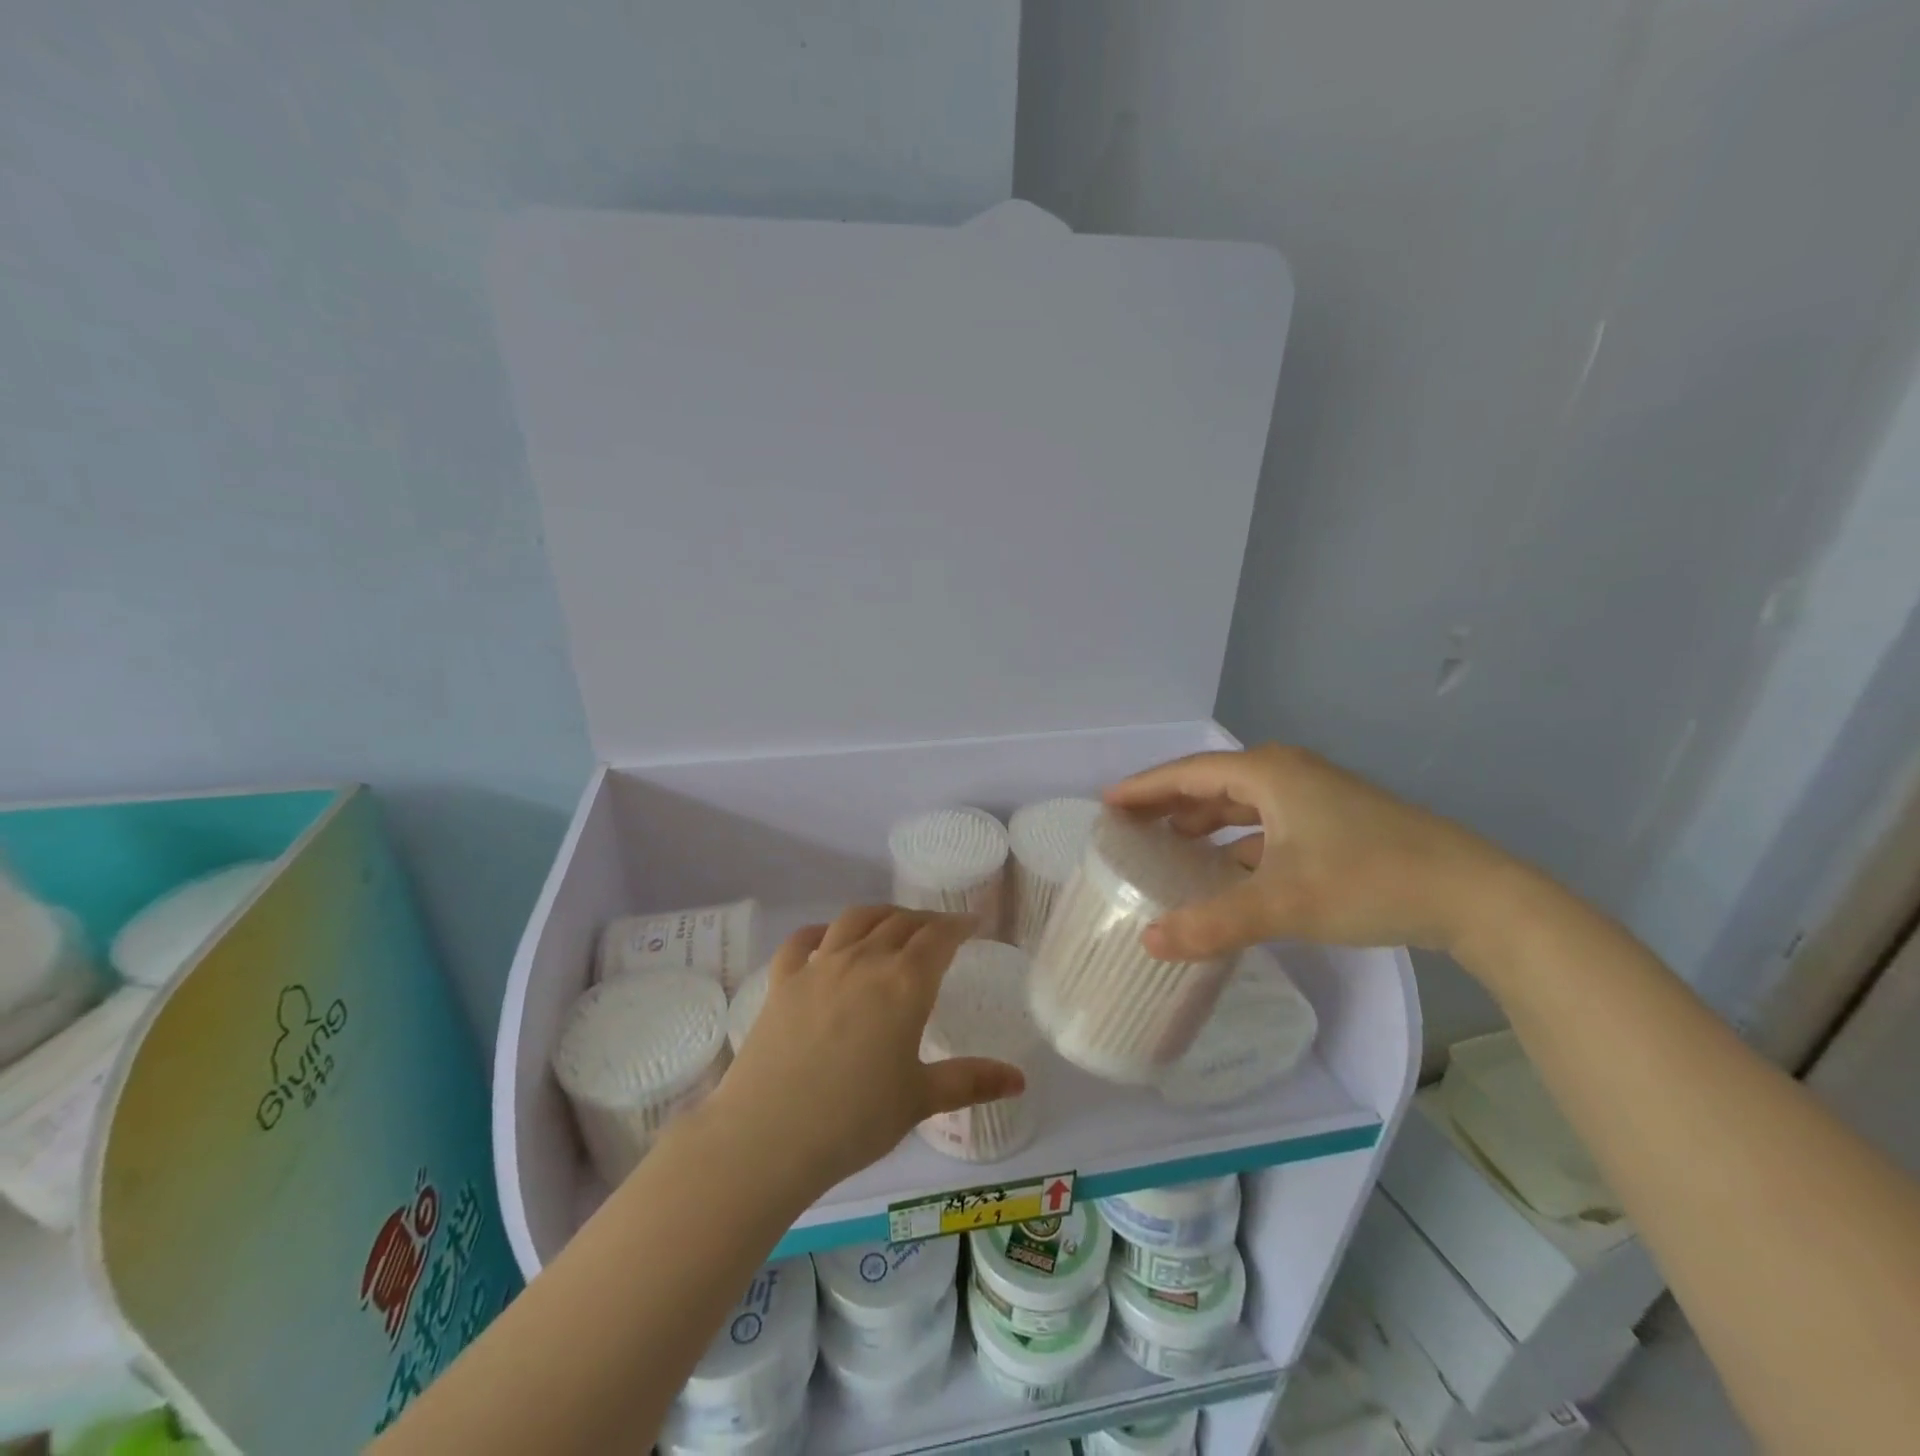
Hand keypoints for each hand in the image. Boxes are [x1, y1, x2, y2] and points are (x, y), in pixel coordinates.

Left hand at [708, 906, 1026, 1194]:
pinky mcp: (782, 981)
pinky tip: (826, 938)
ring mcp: (818, 966)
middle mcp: (864, 961)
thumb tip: (1020, 1080)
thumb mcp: (920, 1100)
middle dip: (925, 921)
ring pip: (855, 920)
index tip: (972, 923)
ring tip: (892, 924)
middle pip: (900, 923)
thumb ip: (971, 1082)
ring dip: (880, 915)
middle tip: (939, 930)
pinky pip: (802, 941)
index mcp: (904, 983)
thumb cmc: (854, 1120)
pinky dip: (820, 931)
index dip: (959, 924)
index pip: (939, 937)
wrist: (768, 1136)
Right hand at [1105, 744, 1513, 960]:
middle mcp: (1287, 775)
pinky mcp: (1333, 823)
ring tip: (1166, 846)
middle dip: (1168, 804)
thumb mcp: (1283, 903)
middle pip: (1211, 784)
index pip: (1188, 773)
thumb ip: (1213, 923)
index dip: (1145, 787)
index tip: (1107, 802)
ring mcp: (1314, 798)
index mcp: (1269, 774)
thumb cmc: (1369, 881)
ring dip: (1202, 822)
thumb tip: (1149, 943)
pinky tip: (1224, 869)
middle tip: (1128, 827)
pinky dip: (1236, 841)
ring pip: (1241, 804)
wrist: (1475, 896)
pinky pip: (1265, 824)